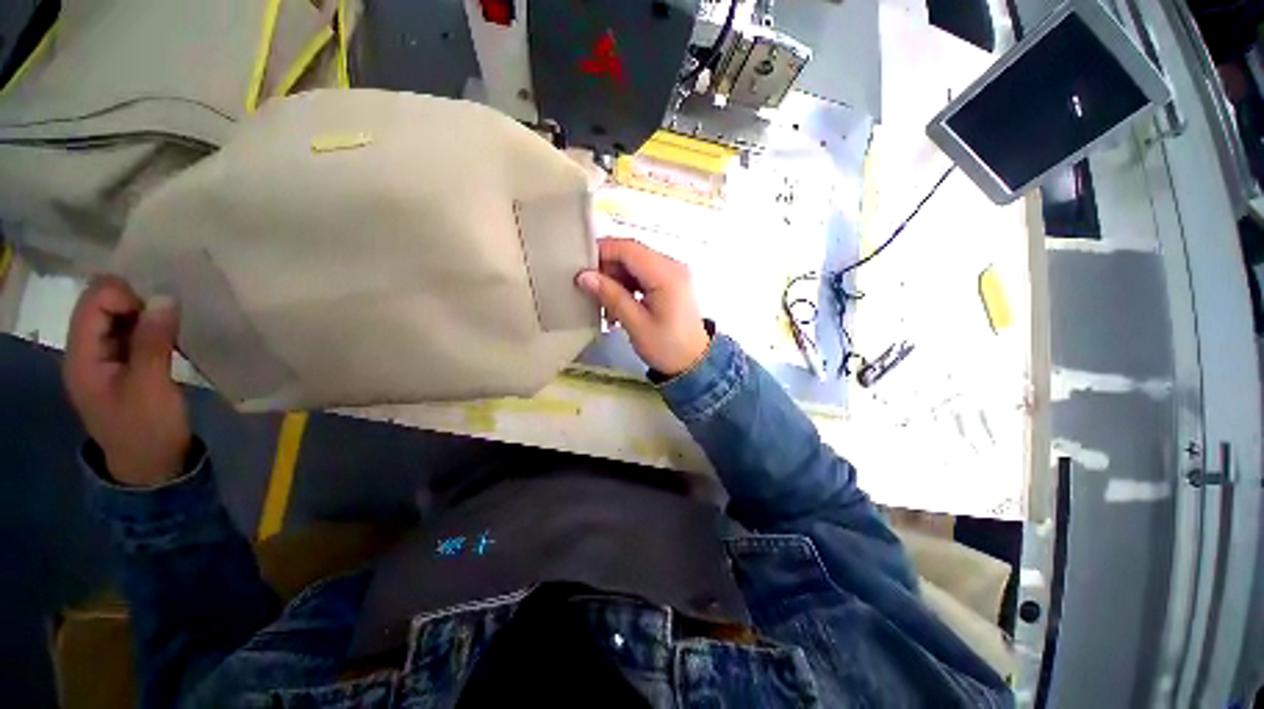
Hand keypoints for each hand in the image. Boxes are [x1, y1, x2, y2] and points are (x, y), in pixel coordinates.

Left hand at [64, 276, 190, 487]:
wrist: (151, 465)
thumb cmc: (147, 428)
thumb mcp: (151, 386)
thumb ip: (153, 341)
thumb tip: (165, 297)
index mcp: (82, 356)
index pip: (93, 302)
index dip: (125, 296)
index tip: (160, 312)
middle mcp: (85, 351)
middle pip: (101, 305)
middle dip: (135, 303)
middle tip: (169, 320)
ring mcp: (103, 358)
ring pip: (117, 317)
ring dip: (145, 316)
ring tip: (172, 330)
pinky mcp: (121, 365)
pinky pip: (129, 332)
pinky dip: (149, 328)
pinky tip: (168, 339)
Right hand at [576, 238, 710, 375]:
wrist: (694, 363)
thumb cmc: (667, 347)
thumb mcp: (636, 324)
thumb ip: (611, 297)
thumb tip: (584, 276)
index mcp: (666, 274)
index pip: (629, 248)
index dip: (602, 251)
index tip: (580, 266)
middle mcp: (672, 266)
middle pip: (632, 254)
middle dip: (607, 267)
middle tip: (589, 288)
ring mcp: (672, 273)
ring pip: (635, 265)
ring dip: (616, 278)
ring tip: (602, 301)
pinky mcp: (670, 283)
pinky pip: (643, 275)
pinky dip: (627, 285)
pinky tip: (617, 305)